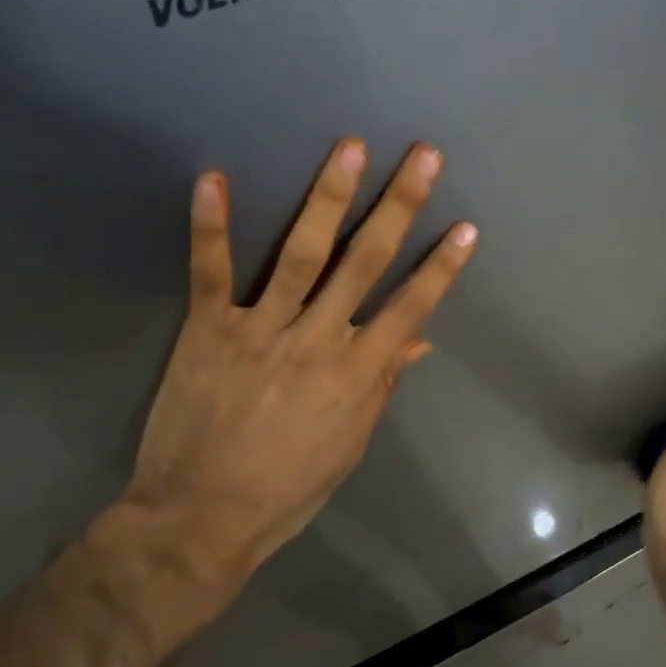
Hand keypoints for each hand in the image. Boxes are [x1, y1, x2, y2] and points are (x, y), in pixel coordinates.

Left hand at [95, 138, 476, 640]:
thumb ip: (381, 385)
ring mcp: (260, 331)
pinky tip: (213, 177)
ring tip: (350, 148)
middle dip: (398, 206)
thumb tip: (418, 339)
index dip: (441, 268)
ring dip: (328, 197)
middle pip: (365, 263)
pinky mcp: (207, 331)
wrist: (199, 518)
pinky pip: (210, 272)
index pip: (409, 308)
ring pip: (301, 254)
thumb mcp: (349, 446)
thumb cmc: (287, 491)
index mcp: (356, 374)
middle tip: (423, 156)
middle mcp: (316, 341)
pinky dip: (211, 226)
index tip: (466, 228)